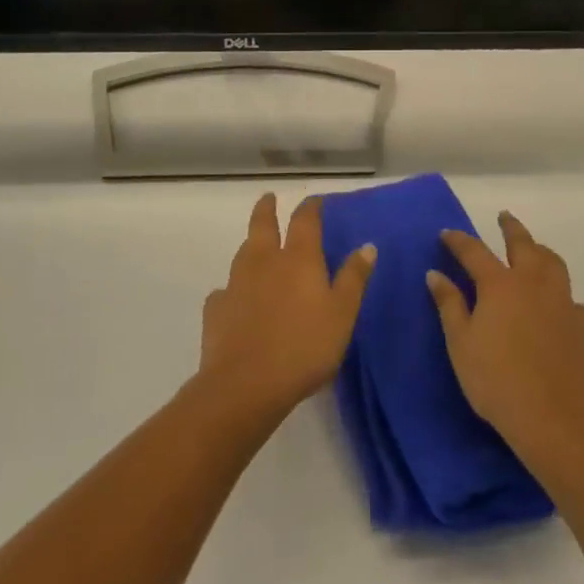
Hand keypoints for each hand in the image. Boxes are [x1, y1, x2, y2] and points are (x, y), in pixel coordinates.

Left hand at [198, 193, 376, 424]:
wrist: (245, 385)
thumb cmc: (304, 347)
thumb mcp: (342, 314)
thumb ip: (354, 278)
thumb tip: (367, 245)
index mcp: (298, 259)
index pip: (305, 221)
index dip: (310, 208)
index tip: (314, 201)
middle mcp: (264, 261)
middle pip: (263, 225)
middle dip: (267, 209)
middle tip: (268, 198)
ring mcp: (236, 284)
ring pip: (242, 253)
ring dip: (250, 245)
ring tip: (255, 245)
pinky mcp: (216, 310)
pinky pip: (224, 292)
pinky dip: (232, 290)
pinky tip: (234, 299)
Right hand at [428, 213, 583, 458]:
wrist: (556, 420)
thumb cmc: (497, 382)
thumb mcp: (461, 345)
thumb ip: (449, 305)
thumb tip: (435, 274)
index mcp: (500, 285)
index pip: (474, 251)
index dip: (459, 240)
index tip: (447, 233)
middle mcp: (533, 283)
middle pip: (523, 244)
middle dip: (511, 228)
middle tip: (504, 217)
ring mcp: (564, 302)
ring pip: (554, 264)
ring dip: (541, 252)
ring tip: (535, 250)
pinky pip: (574, 301)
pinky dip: (563, 297)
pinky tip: (560, 308)